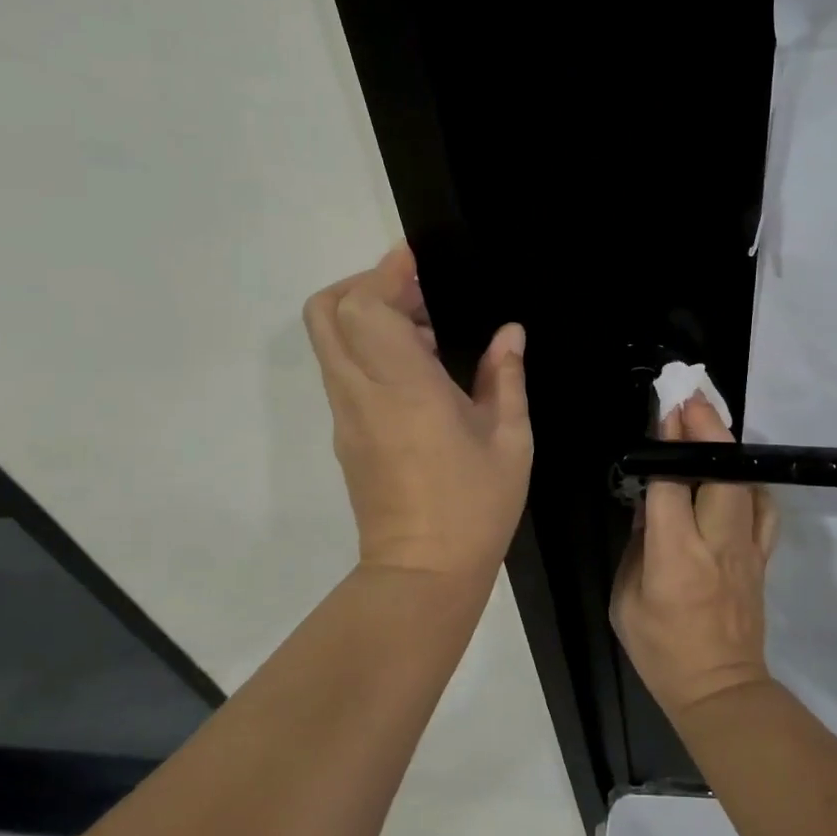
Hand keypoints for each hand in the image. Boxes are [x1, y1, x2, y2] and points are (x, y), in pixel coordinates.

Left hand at [303, 245, 531, 583]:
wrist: (423, 574)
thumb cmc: (474, 506)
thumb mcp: (509, 439)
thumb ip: (506, 377)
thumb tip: (509, 334)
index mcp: (404, 388)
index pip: (365, 306)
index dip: (386, 272)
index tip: (418, 261)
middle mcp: (362, 393)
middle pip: (326, 312)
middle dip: (366, 285)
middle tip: (419, 295)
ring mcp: (346, 415)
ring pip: (331, 340)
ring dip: (368, 317)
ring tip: (428, 333)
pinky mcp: (345, 435)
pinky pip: (345, 371)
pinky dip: (369, 349)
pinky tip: (421, 372)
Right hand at [611, 393, 780, 722]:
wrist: (719, 689)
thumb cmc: (661, 649)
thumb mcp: (626, 598)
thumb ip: (638, 545)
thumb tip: (650, 504)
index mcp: (674, 554)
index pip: (670, 484)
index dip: (667, 444)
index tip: (663, 411)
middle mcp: (715, 542)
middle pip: (719, 472)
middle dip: (706, 428)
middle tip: (690, 396)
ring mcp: (746, 549)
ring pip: (745, 484)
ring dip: (728, 447)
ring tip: (710, 421)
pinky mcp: (762, 557)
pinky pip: (764, 509)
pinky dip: (752, 482)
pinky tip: (737, 473)